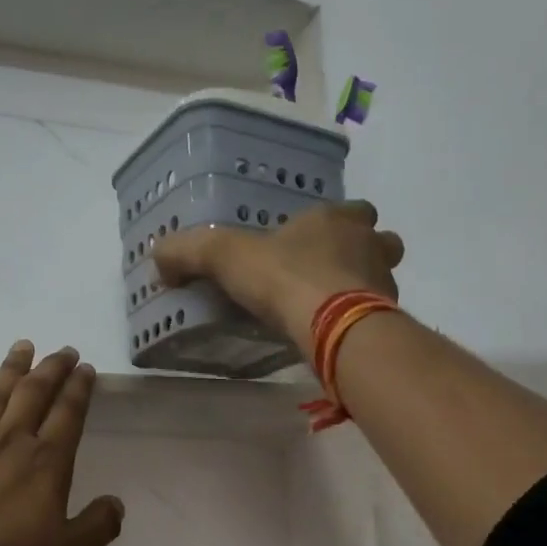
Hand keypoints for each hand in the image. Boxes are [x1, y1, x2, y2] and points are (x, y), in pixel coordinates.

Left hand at [0, 341, 124, 545]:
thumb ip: (97, 527)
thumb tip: (116, 503)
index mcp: (47, 463)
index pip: (68, 413)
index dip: (79, 388)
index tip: (85, 367)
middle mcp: (11, 443)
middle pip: (34, 393)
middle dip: (51, 368)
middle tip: (63, 350)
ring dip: (13, 370)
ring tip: (23, 347)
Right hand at [153, 200, 404, 358]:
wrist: (334, 326)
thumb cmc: (285, 278)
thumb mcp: (226, 257)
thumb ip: (190, 251)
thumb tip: (159, 256)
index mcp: (336, 220)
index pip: (350, 209)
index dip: (335, 222)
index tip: (313, 240)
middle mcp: (369, 245)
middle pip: (379, 240)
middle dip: (361, 251)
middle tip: (331, 272)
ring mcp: (384, 283)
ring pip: (383, 277)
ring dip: (365, 287)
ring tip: (334, 308)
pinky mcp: (387, 320)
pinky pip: (378, 316)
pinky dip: (362, 322)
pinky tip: (336, 336)